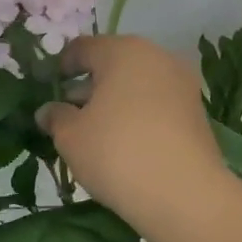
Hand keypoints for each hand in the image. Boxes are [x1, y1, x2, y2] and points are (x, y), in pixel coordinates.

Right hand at [36, 34, 233, 241]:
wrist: (182, 194)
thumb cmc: (116, 153)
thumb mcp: (70, 136)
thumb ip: (55, 116)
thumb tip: (48, 111)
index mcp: (123, 51)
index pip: (82, 48)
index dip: (60, 67)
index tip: (46, 89)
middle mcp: (157, 57)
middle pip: (113, 64)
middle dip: (88, 85)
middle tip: (67, 112)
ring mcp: (181, 84)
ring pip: (136, 85)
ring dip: (112, 102)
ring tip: (92, 132)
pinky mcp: (195, 112)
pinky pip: (155, 104)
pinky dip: (135, 116)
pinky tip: (122, 143)